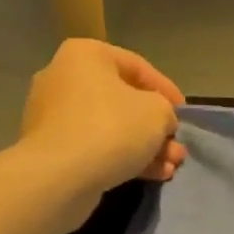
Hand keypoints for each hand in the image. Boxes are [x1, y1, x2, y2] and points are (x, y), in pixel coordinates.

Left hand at [20, 39, 186, 195]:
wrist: (59, 177)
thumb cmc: (112, 128)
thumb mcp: (158, 112)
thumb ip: (166, 111)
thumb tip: (161, 122)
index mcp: (86, 55)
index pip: (138, 66)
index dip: (167, 90)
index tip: (183, 113)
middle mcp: (64, 78)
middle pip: (123, 101)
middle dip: (156, 127)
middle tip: (177, 145)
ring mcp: (52, 115)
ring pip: (111, 127)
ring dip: (145, 146)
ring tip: (171, 166)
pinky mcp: (50, 148)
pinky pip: (95, 146)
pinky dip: (123, 157)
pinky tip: (152, 175)